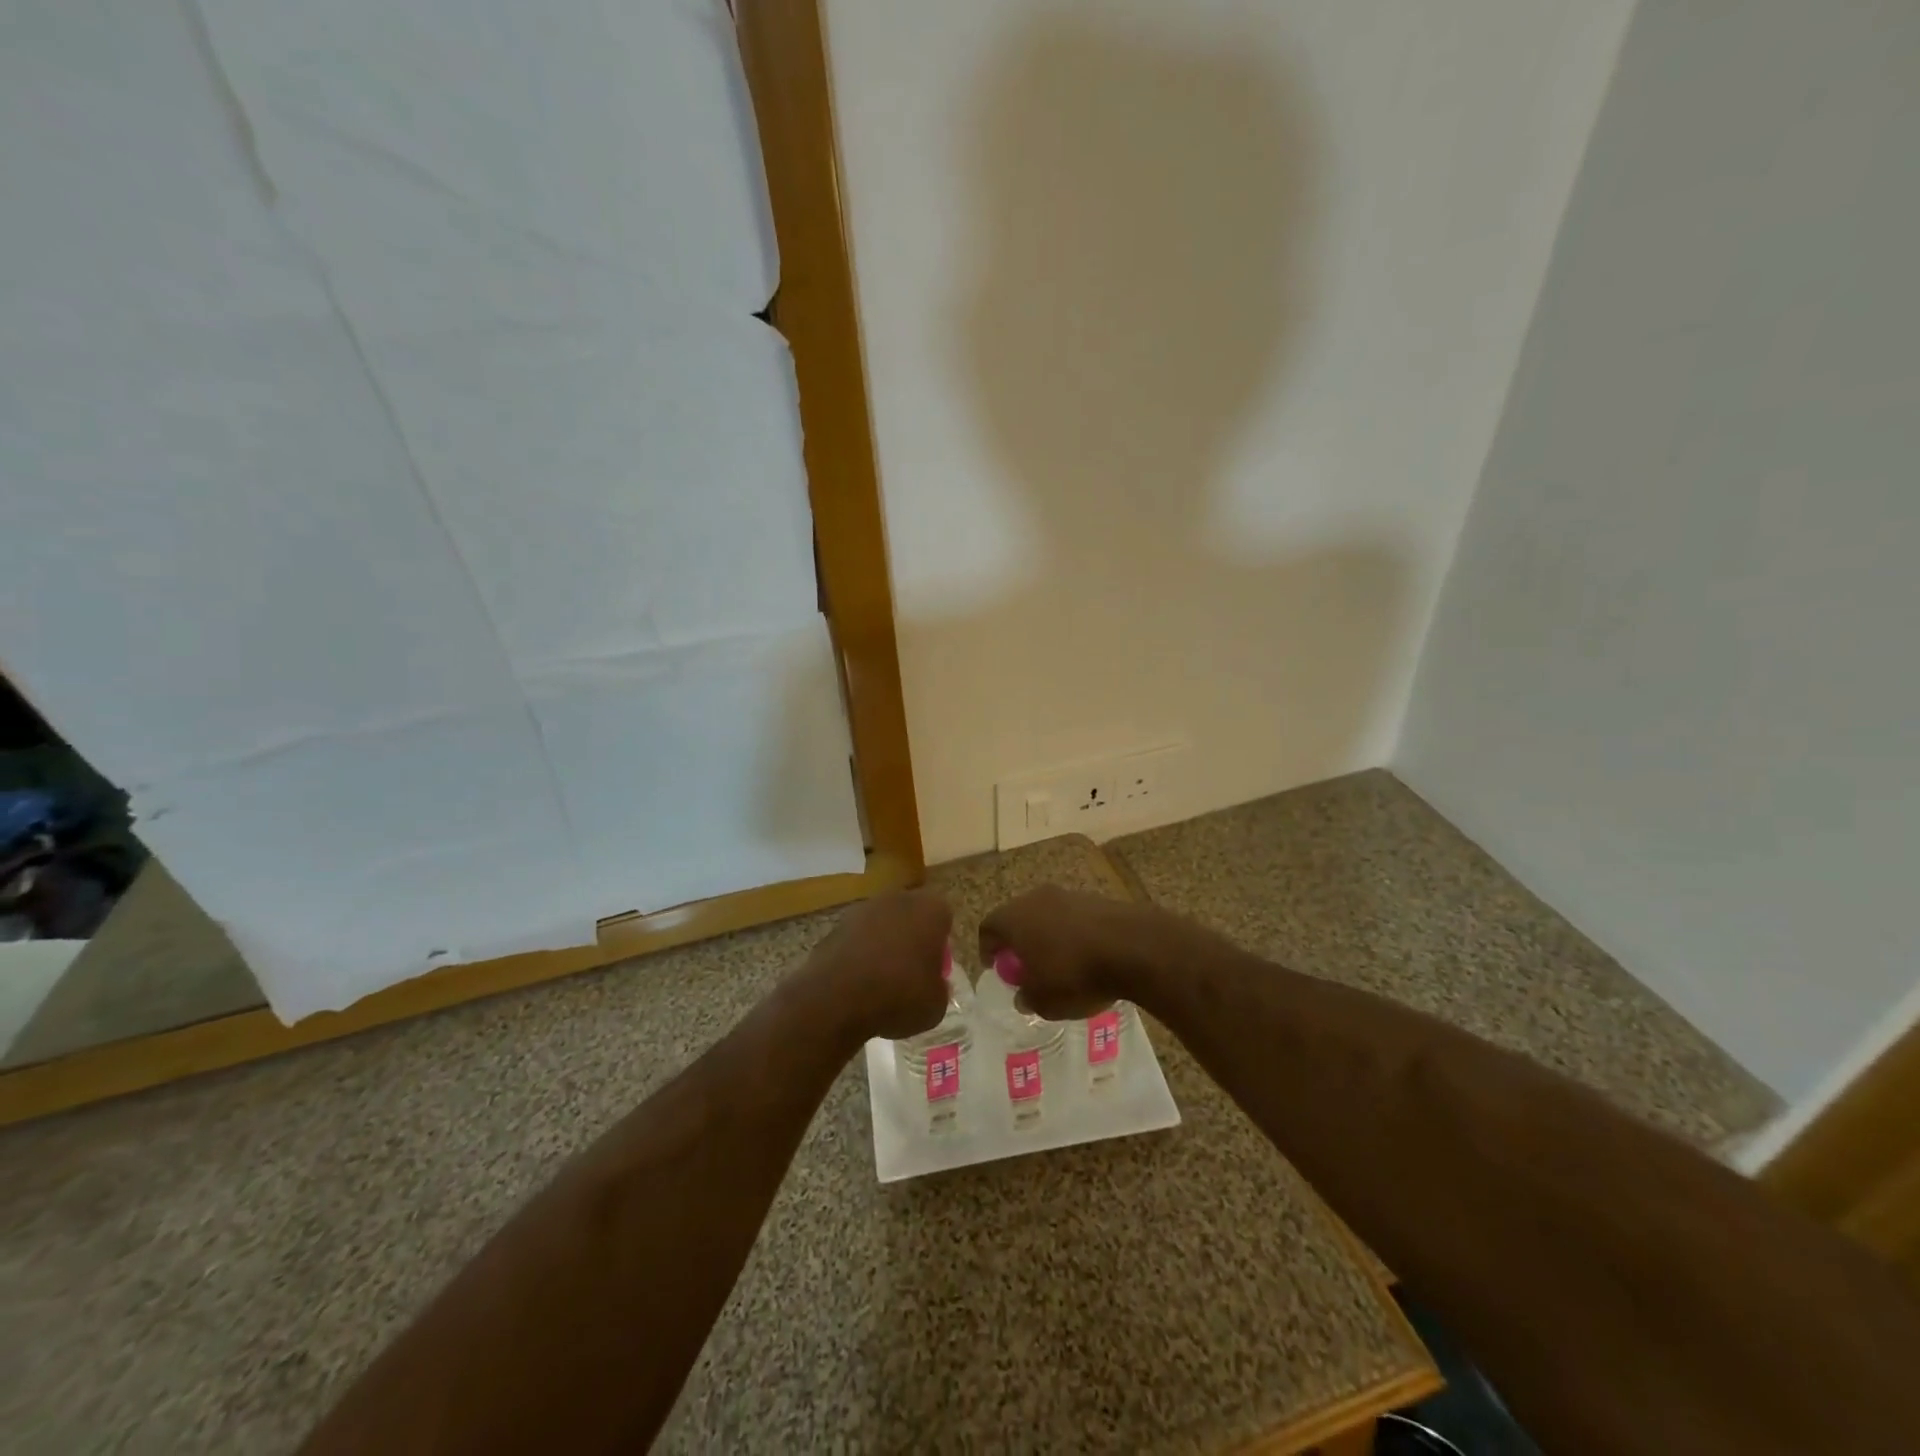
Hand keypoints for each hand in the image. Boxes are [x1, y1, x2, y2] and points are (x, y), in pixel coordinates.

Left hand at [803, 889, 953, 1042]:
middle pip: (911, 916)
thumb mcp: (936, 1005)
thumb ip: (940, 988)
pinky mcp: (836, 925)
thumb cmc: (899, 996)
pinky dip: (859, 955)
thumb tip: (934, 985)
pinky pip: (857, 939)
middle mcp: (898, 899)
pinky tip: (857, 984)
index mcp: (931, 910)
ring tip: (881, 982)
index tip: (935, 970)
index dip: (940, 945)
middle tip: (911, 973)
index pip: (944, 918)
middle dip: (912, 939)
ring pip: (882, 925)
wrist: (838, 998)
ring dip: (884, 945)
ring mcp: (864, 909)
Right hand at [978, 885, 1164, 1019]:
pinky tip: (1087, 957)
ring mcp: (1068, 895)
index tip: (996, 967)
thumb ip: (1027, 997)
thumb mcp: (1044, 1001)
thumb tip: (1023, 994)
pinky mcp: (1096, 899)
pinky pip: (1074, 918)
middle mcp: (1036, 899)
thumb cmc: (1075, 975)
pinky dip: (1073, 934)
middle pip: (1017, 917)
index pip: (988, 927)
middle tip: (1025, 966)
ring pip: (1047, 915)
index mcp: (1014, 918)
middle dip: (1018, 941)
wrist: (1132, 947)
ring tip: (1059, 964)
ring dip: (1048, 936)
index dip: (987, 949)